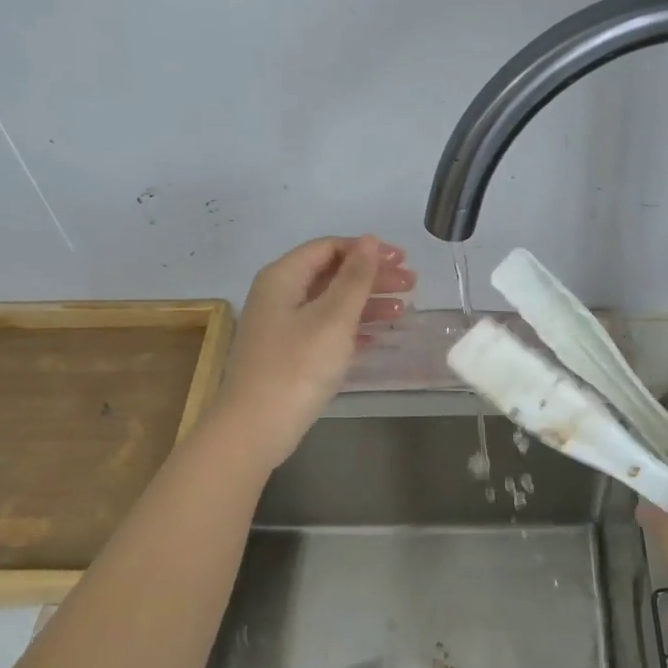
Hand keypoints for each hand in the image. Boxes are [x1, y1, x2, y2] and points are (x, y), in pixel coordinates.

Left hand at [213, 235, 414, 469]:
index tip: (402, 260)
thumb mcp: (333, 317)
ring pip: (331, 304)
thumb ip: (355, 277)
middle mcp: (280, 295)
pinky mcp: (289, 355)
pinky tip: (378, 337)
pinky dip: (353, 329)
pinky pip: (326, 330)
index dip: (367, 250)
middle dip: (372, 277)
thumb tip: (370, 240)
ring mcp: (283, 327)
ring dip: (367, 303)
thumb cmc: (297, 366)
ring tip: (403, 311)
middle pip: (332, 274)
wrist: (256, 427)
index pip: (329, 248)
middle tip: (411, 285)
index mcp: (283, 277)